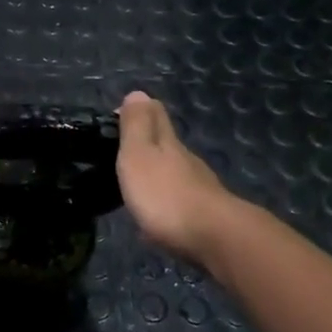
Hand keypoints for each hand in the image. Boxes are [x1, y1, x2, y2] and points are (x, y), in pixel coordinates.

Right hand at [117, 91, 235, 264]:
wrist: (214, 238)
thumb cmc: (166, 194)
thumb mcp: (139, 155)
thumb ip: (136, 126)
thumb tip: (137, 92)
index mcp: (168, 143)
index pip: (156, 115)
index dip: (139, 112)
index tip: (117, 118)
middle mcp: (187, 161)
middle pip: (168, 144)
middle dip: (148, 143)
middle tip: (123, 153)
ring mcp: (200, 189)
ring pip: (175, 173)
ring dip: (157, 175)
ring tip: (136, 186)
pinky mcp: (205, 217)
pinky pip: (180, 202)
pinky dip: (166, 201)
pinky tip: (156, 215)